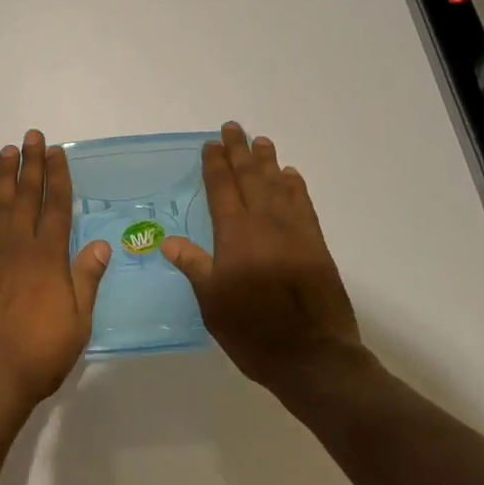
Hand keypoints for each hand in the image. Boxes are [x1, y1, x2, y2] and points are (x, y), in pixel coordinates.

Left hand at [0, 130, 110, 436]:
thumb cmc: (39, 356)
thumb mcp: (77, 324)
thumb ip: (86, 279)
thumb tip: (100, 243)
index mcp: (48, 259)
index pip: (56, 207)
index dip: (57, 177)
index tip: (56, 151)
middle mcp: (18, 248)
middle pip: (26, 197)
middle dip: (30, 164)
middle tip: (30, 135)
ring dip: (4, 176)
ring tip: (7, 151)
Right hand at [161, 123, 366, 394]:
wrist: (314, 356)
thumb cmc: (253, 331)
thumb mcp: (213, 303)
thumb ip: (194, 266)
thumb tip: (167, 240)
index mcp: (235, 235)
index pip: (221, 189)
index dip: (215, 164)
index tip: (210, 144)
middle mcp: (264, 223)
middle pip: (249, 177)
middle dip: (239, 152)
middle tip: (233, 128)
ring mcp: (294, 231)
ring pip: (278, 185)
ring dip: (268, 161)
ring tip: (261, 141)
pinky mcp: (316, 245)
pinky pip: (304, 205)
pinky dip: (296, 187)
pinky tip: (291, 177)